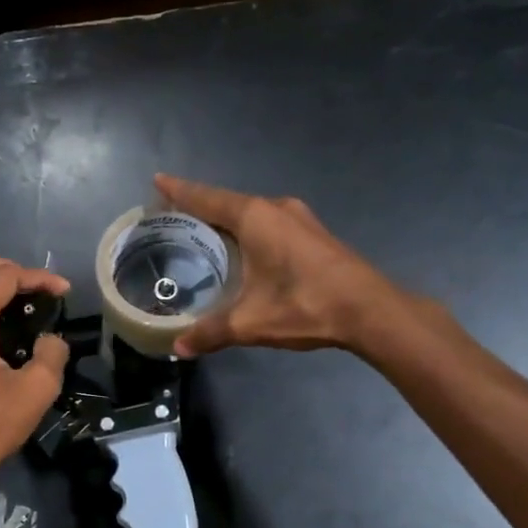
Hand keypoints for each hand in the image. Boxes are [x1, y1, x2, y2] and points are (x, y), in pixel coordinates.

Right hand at [153, 174, 410, 356]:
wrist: (371, 310)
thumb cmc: (305, 305)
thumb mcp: (251, 322)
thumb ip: (211, 332)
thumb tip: (178, 348)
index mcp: (255, 217)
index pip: (205, 198)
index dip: (179, 191)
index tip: (157, 180)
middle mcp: (275, 208)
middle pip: (227, 202)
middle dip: (199, 207)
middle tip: (173, 216)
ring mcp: (299, 219)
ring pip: (251, 213)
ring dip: (226, 220)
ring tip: (202, 233)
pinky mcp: (313, 234)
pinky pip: (269, 223)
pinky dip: (248, 229)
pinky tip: (243, 249)